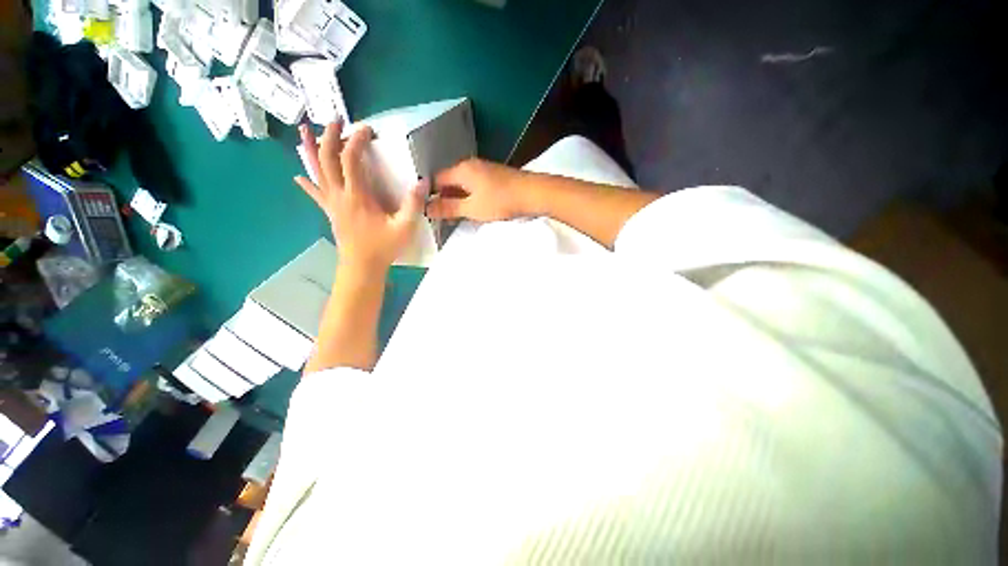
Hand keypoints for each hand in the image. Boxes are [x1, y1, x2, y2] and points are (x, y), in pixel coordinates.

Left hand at [295, 122, 424, 271]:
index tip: (367, 130)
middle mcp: (339, 195)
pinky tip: (298, 175)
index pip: (350, 159)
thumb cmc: (383, 247)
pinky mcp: (330, 212)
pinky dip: (306, 182)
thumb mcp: (405, 227)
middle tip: (335, 121)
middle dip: (329, 136)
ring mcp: (331, 203)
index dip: (356, 140)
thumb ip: (414, 204)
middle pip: (326, 159)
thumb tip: (423, 182)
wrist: (362, 267)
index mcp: (357, 196)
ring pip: (315, 171)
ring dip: (310, 149)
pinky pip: (315, 193)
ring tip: (304, 130)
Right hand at [426, 158, 534, 221]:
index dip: (430, 195)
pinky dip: (470, 196)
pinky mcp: (494, 176)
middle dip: (444, 198)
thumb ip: (448, 208)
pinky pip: (474, 185)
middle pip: (449, 181)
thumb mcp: (472, 208)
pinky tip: (473, 208)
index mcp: (461, 170)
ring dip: (457, 198)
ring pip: (462, 184)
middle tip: (442, 217)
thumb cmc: (500, 201)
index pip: (436, 180)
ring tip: (457, 216)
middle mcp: (470, 165)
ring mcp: (483, 169)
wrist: (533, 193)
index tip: (429, 212)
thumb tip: (426, 208)